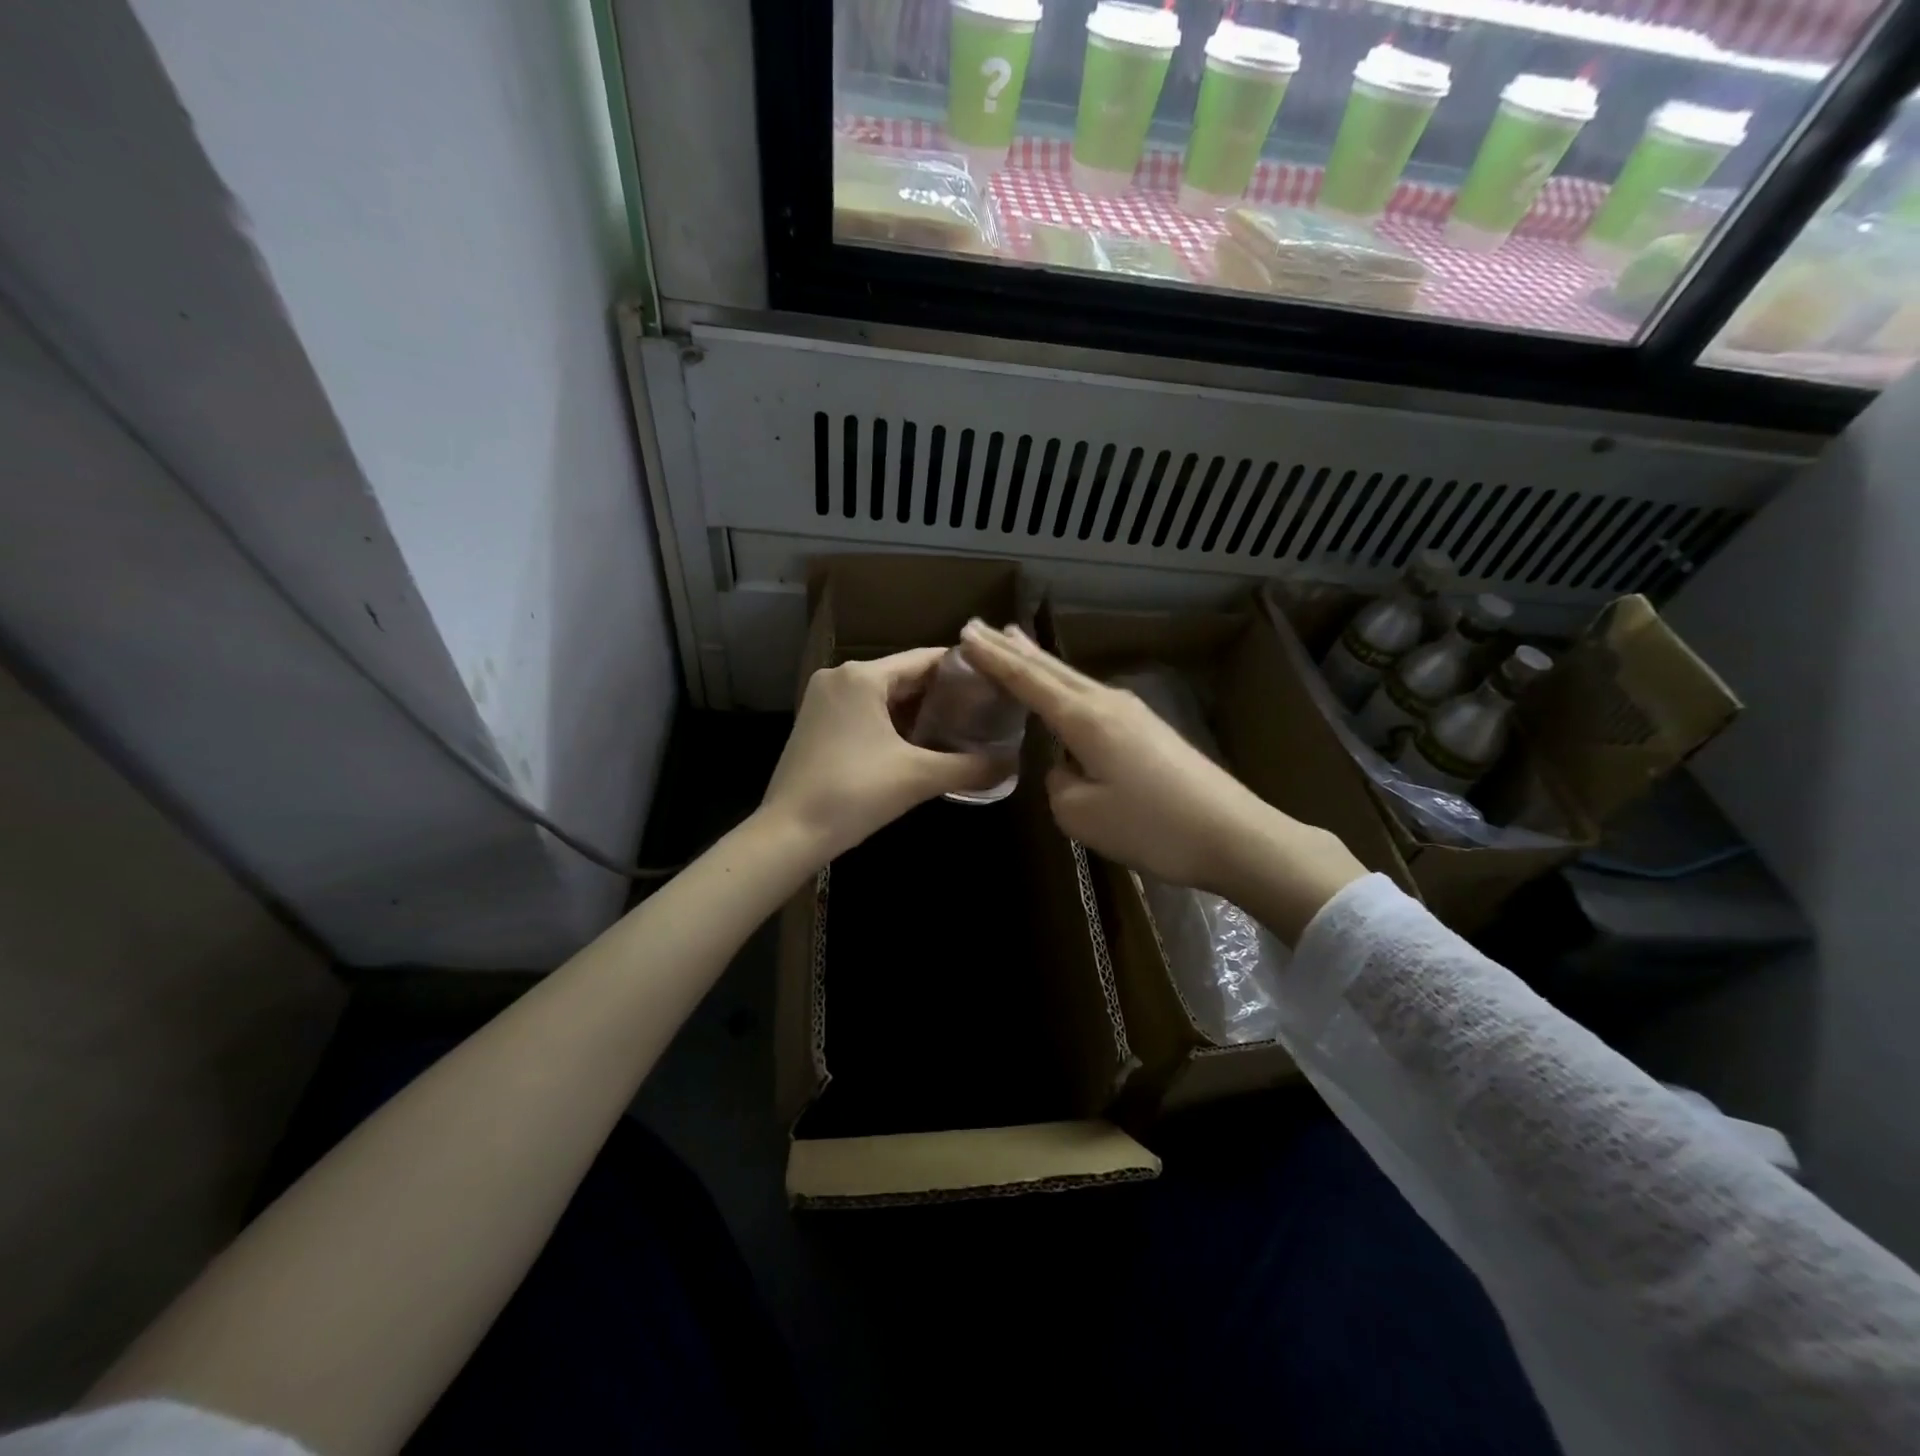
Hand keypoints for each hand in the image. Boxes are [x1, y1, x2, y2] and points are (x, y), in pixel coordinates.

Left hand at [760, 648, 1000, 864]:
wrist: (789, 833)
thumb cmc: (855, 794)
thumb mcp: (919, 777)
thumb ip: (970, 766)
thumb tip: (1011, 764)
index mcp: (863, 676)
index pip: (925, 659)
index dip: (963, 670)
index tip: (994, 683)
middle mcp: (840, 677)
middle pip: (903, 675)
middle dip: (942, 694)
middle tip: (983, 709)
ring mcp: (823, 700)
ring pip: (883, 695)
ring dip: (917, 710)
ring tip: (959, 726)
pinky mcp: (816, 723)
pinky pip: (864, 711)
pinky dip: (892, 723)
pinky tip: (919, 742)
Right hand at [959, 622, 1364, 941]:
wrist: (1233, 835)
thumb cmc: (1152, 827)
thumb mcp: (1082, 815)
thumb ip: (1058, 783)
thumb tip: (1067, 769)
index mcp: (1085, 718)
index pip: (1028, 680)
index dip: (994, 659)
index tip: (964, 636)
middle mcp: (1107, 703)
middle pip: (1051, 669)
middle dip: (1013, 649)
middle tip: (979, 628)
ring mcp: (1133, 713)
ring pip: (1072, 678)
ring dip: (1039, 662)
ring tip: (1013, 642)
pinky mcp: (1148, 730)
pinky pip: (1091, 697)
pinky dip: (1064, 685)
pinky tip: (1060, 689)